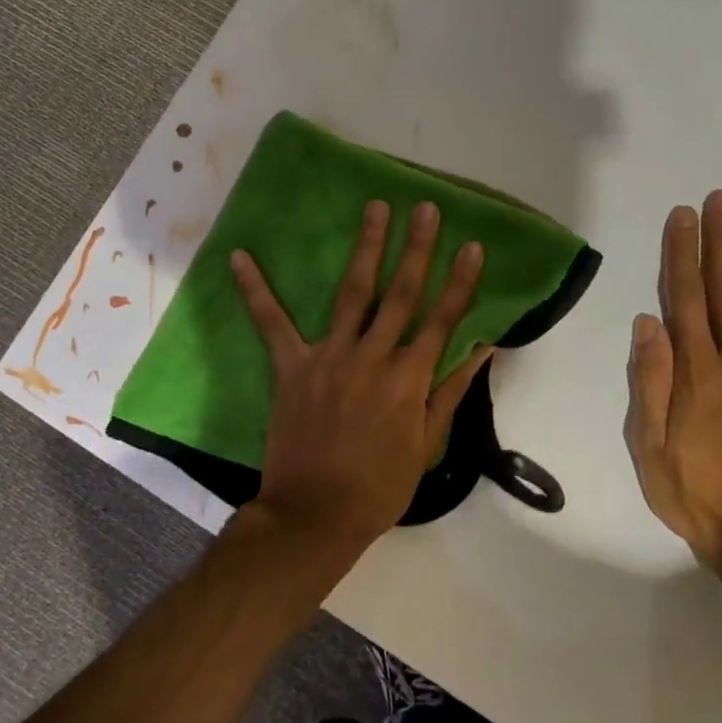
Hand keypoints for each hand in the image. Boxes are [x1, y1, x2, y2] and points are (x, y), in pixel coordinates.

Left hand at [232, 200, 492, 553]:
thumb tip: (481, 348)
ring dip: (365, 248)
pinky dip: (255, 290)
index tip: (473, 246)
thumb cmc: (379, 487)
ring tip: (375, 209)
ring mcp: (329, 357)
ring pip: (353, 293)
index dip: (460, 282)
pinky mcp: (291, 367)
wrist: (315, 514)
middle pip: (401, 295)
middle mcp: (373, 357)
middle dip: (418, 249)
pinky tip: (240, 257)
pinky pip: (271, 323)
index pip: (443, 320)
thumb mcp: (427, 444)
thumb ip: (451, 392)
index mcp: (409, 379)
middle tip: (426, 208)